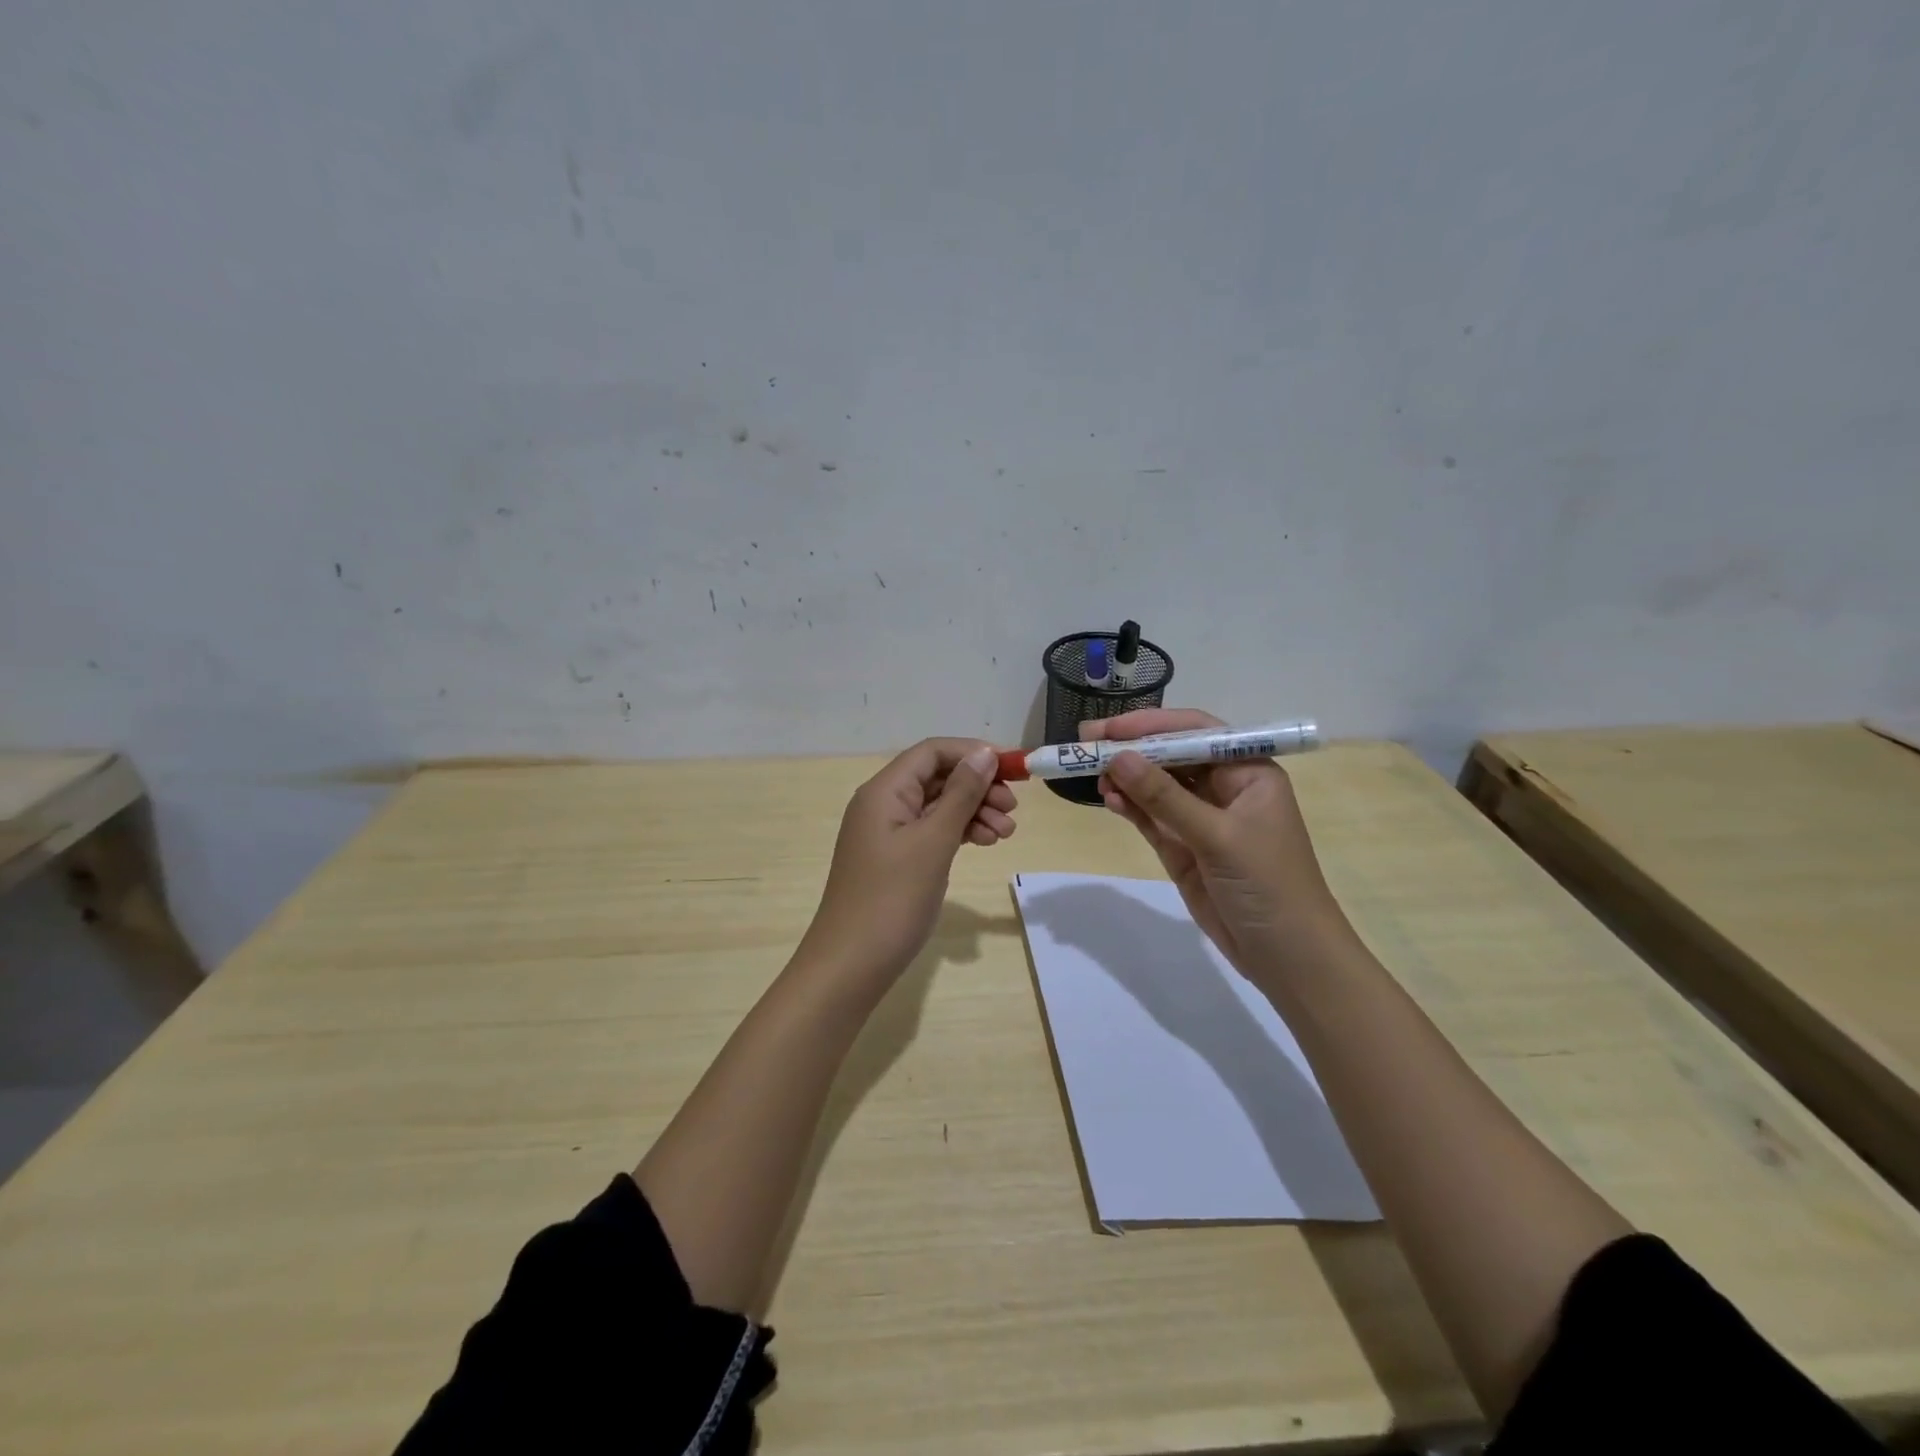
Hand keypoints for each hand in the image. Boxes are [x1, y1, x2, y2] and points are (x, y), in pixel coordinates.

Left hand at [799, 739, 1016, 982]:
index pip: (933, 752)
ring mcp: (889, 833)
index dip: (973, 753)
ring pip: (938, 806)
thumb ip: (961, 795)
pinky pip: (933, 831)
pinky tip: (984, 842)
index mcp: (884, 791)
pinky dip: (960, 832)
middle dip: (978, 786)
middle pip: (937, 777)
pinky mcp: (896, 858)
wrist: (851, 965)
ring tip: (1006, 834)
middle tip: (1013, 809)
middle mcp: (883, 804)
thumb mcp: (933, 842)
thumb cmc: (892, 899)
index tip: (1013, 770)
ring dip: (974, 811)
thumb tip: (983, 754)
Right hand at [1086, 708, 1349, 979]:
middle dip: (1132, 749)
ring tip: (1092, 774)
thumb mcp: (1218, 837)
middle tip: (1085, 741)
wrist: (1288, 958)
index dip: (1151, 725)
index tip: (1109, 727)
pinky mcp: (1185, 849)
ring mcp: (1203, 820)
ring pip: (1157, 787)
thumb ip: (1165, 798)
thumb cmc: (1268, 885)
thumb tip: (1118, 758)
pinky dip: (1130, 807)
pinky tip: (1109, 798)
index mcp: (1249, 772)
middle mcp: (1225, 789)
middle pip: (1172, 757)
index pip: (1196, 733)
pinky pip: (1152, 818)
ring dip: (1126, 778)